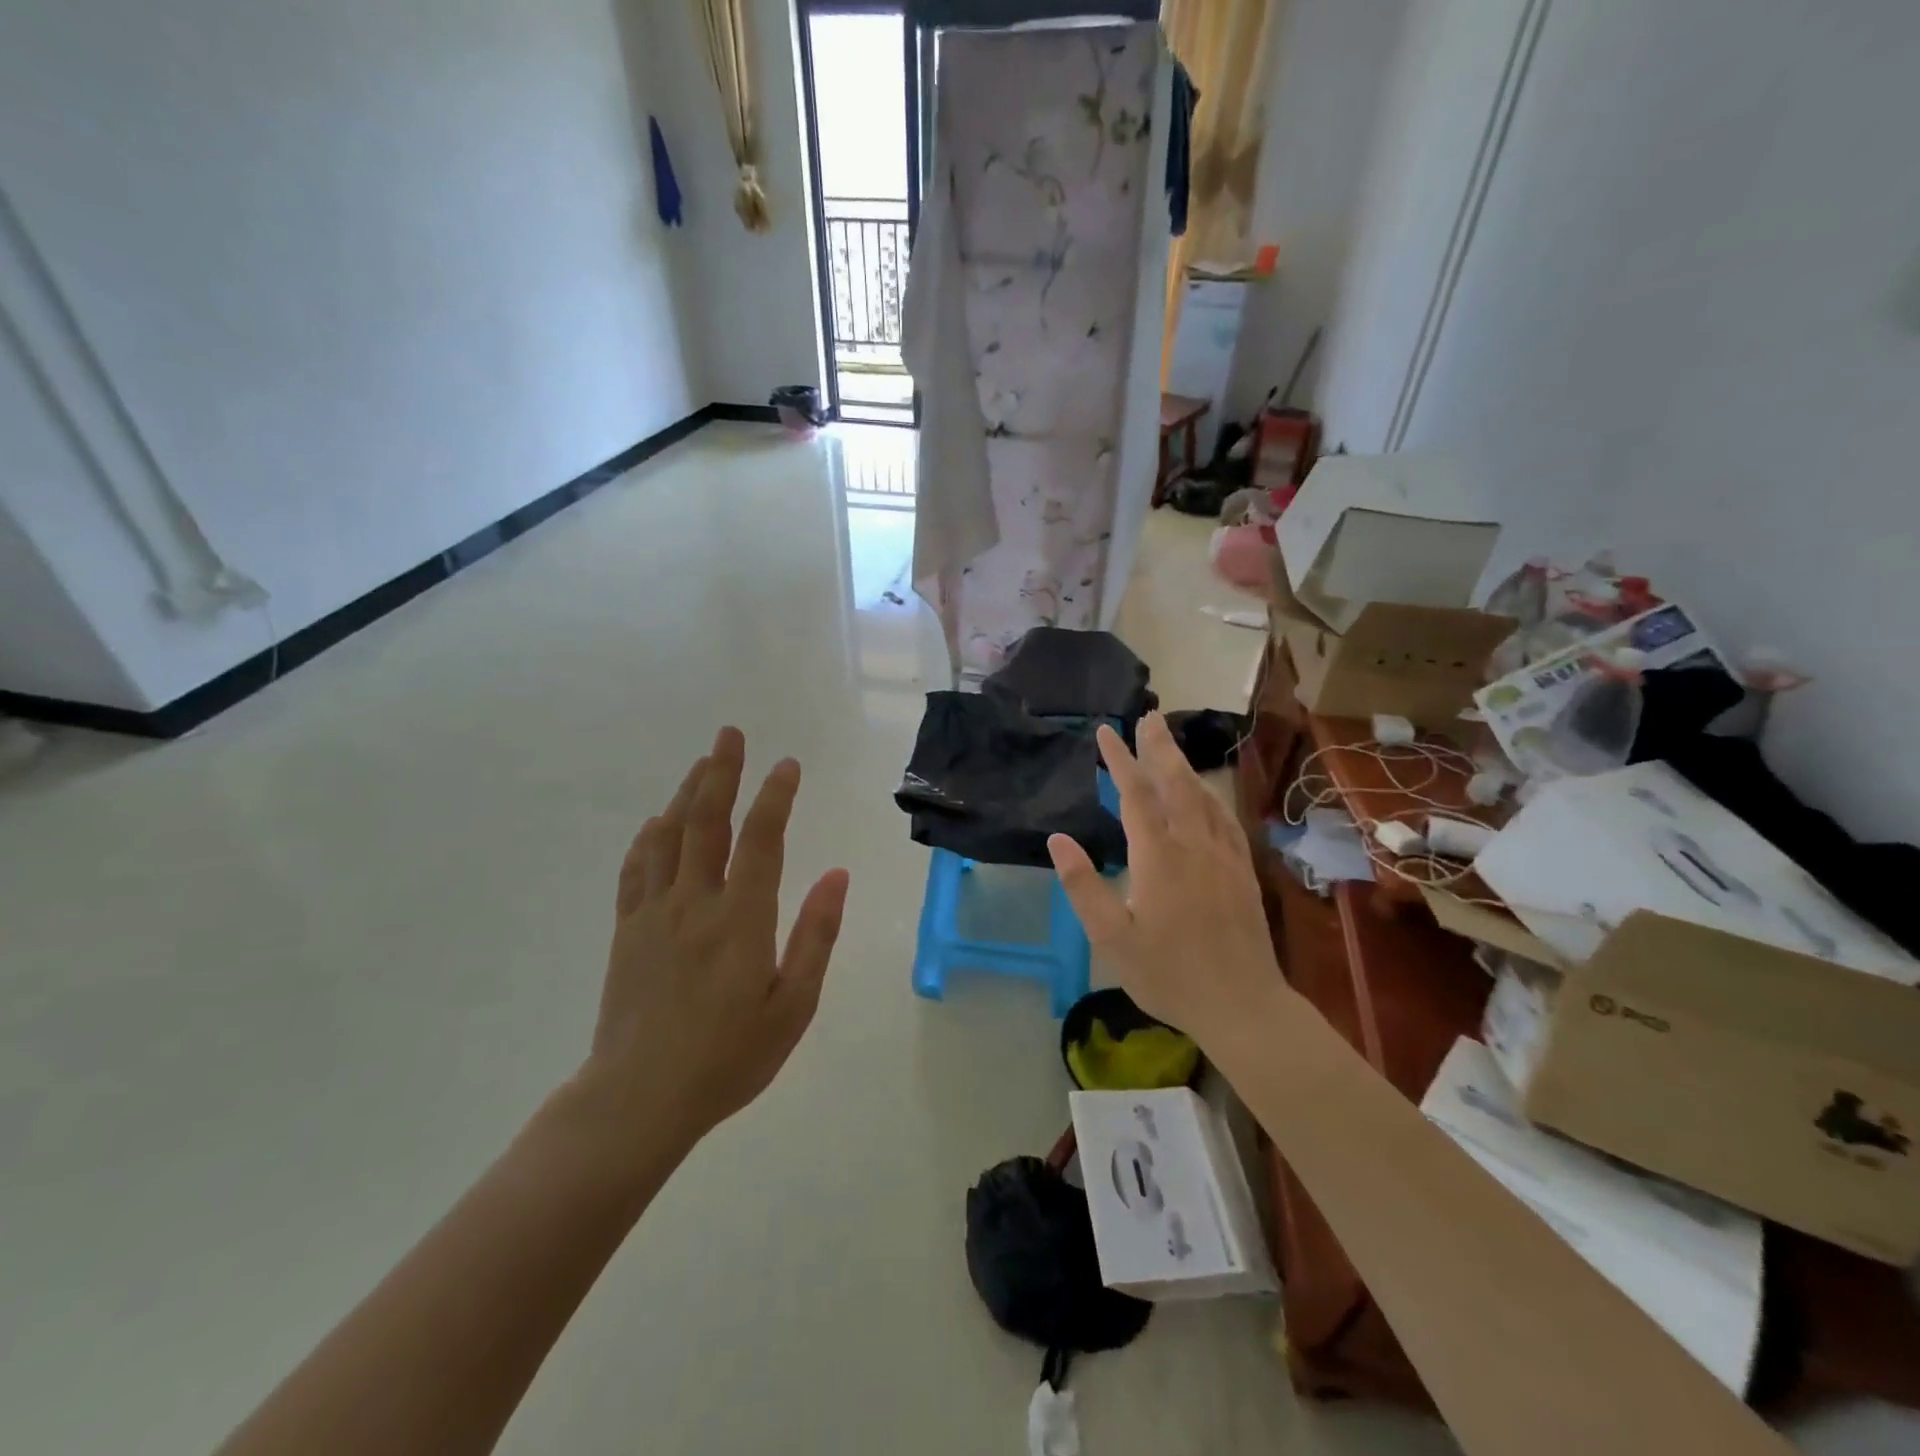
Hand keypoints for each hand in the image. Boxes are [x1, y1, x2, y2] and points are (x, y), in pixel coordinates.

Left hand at [580, 727, 849, 1152]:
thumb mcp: (793, 1005)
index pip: (761, 839)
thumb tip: (836, 875)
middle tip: (730, 733)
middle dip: (721, 772)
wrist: (638, 1100)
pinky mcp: (627, 930)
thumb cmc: (729, 1057)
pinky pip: (636, 868)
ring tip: (703, 763)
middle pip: (707, 821)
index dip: (775, 796)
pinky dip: (649, 836)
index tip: (787, 765)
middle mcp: (694, 903)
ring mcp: (654, 913)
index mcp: (741, 919)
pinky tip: (658, 822)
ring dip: (687, 793)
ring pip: (669, 836)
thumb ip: (816, 935)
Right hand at [1048, 713, 1287, 1045]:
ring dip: (1184, 765)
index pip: (1135, 794)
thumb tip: (1058, 839)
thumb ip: (1084, 886)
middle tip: (1148, 717)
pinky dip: (1210, 795)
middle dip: (1158, 747)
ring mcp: (1223, 856)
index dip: (1119, 760)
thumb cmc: (1169, 975)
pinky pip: (1224, 818)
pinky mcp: (1242, 871)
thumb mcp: (1112, 939)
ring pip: (1202, 796)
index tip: (1105, 732)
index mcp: (1158, 857)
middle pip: (1175, 783)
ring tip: (1170, 743)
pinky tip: (1206, 793)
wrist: (1243, 1005)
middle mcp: (1193, 845)